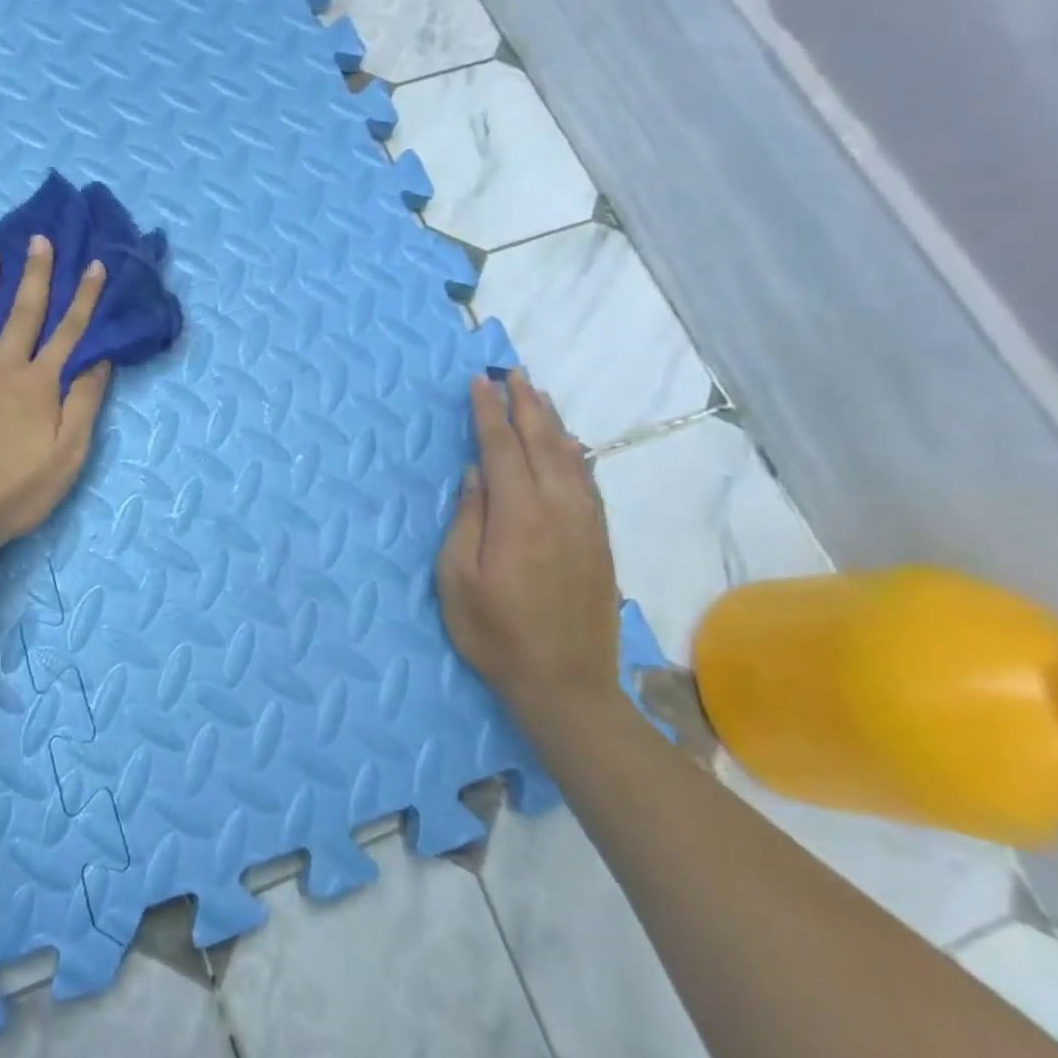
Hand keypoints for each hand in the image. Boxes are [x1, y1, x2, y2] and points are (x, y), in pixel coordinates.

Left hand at [0, 237, 111, 552]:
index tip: (95, 266)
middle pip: (23, 313)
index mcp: (38, 384)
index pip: (69, 332)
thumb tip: (100, 359)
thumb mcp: (68, 456)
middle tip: (40, 240)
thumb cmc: (17, 491)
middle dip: (36, 274)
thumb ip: (84, 403)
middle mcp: (1, 368)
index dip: (85, 298)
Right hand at [437, 369, 621, 719]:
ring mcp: (585, 525)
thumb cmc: (495, 632)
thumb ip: (467, 519)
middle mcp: (558, 510)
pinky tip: (570, 445)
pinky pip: (588, 483)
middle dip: (525, 404)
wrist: (566, 684)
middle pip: (542, 443)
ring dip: (552, 422)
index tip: (478, 383)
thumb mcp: (458, 578)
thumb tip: (476, 474)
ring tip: (538, 396)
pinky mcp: (599, 542)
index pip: (502, 449)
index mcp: (518, 516)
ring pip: (570, 458)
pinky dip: (576, 454)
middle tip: (513, 373)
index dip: (488, 413)